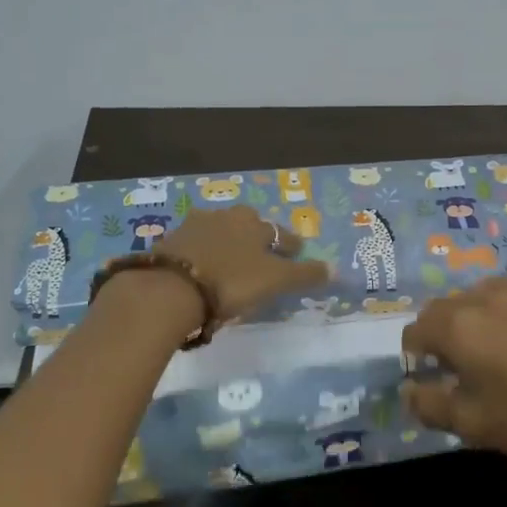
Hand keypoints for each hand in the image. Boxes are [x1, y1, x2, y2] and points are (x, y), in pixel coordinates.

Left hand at [153, 206, 329, 322]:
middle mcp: (226, 216)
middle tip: (263, 259)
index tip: (296, 256)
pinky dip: (204, 256)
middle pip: (249, 227)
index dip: (291, 247)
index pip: (282, 234)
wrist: (171, 289)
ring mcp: (194, 227)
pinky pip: (196, 247)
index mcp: (254, 223)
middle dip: (258, 240)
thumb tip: (336, 270)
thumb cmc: (231, 282)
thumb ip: (305, 275)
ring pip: (221, 234)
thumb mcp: (275, 280)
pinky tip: (204, 271)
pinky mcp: (170, 242)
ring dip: (229, 246)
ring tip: (233, 265)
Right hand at [400, 277, 506, 495]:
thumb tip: (410, 389)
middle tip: (457, 367)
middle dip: (441, 333)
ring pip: (479, 295)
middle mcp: (486, 297)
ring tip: (491, 350)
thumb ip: (429, 404)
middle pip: (445, 307)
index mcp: (458, 326)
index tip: (428, 378)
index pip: (416, 329)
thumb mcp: (473, 425)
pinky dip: (505, 312)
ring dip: (472, 318)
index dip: (415, 355)